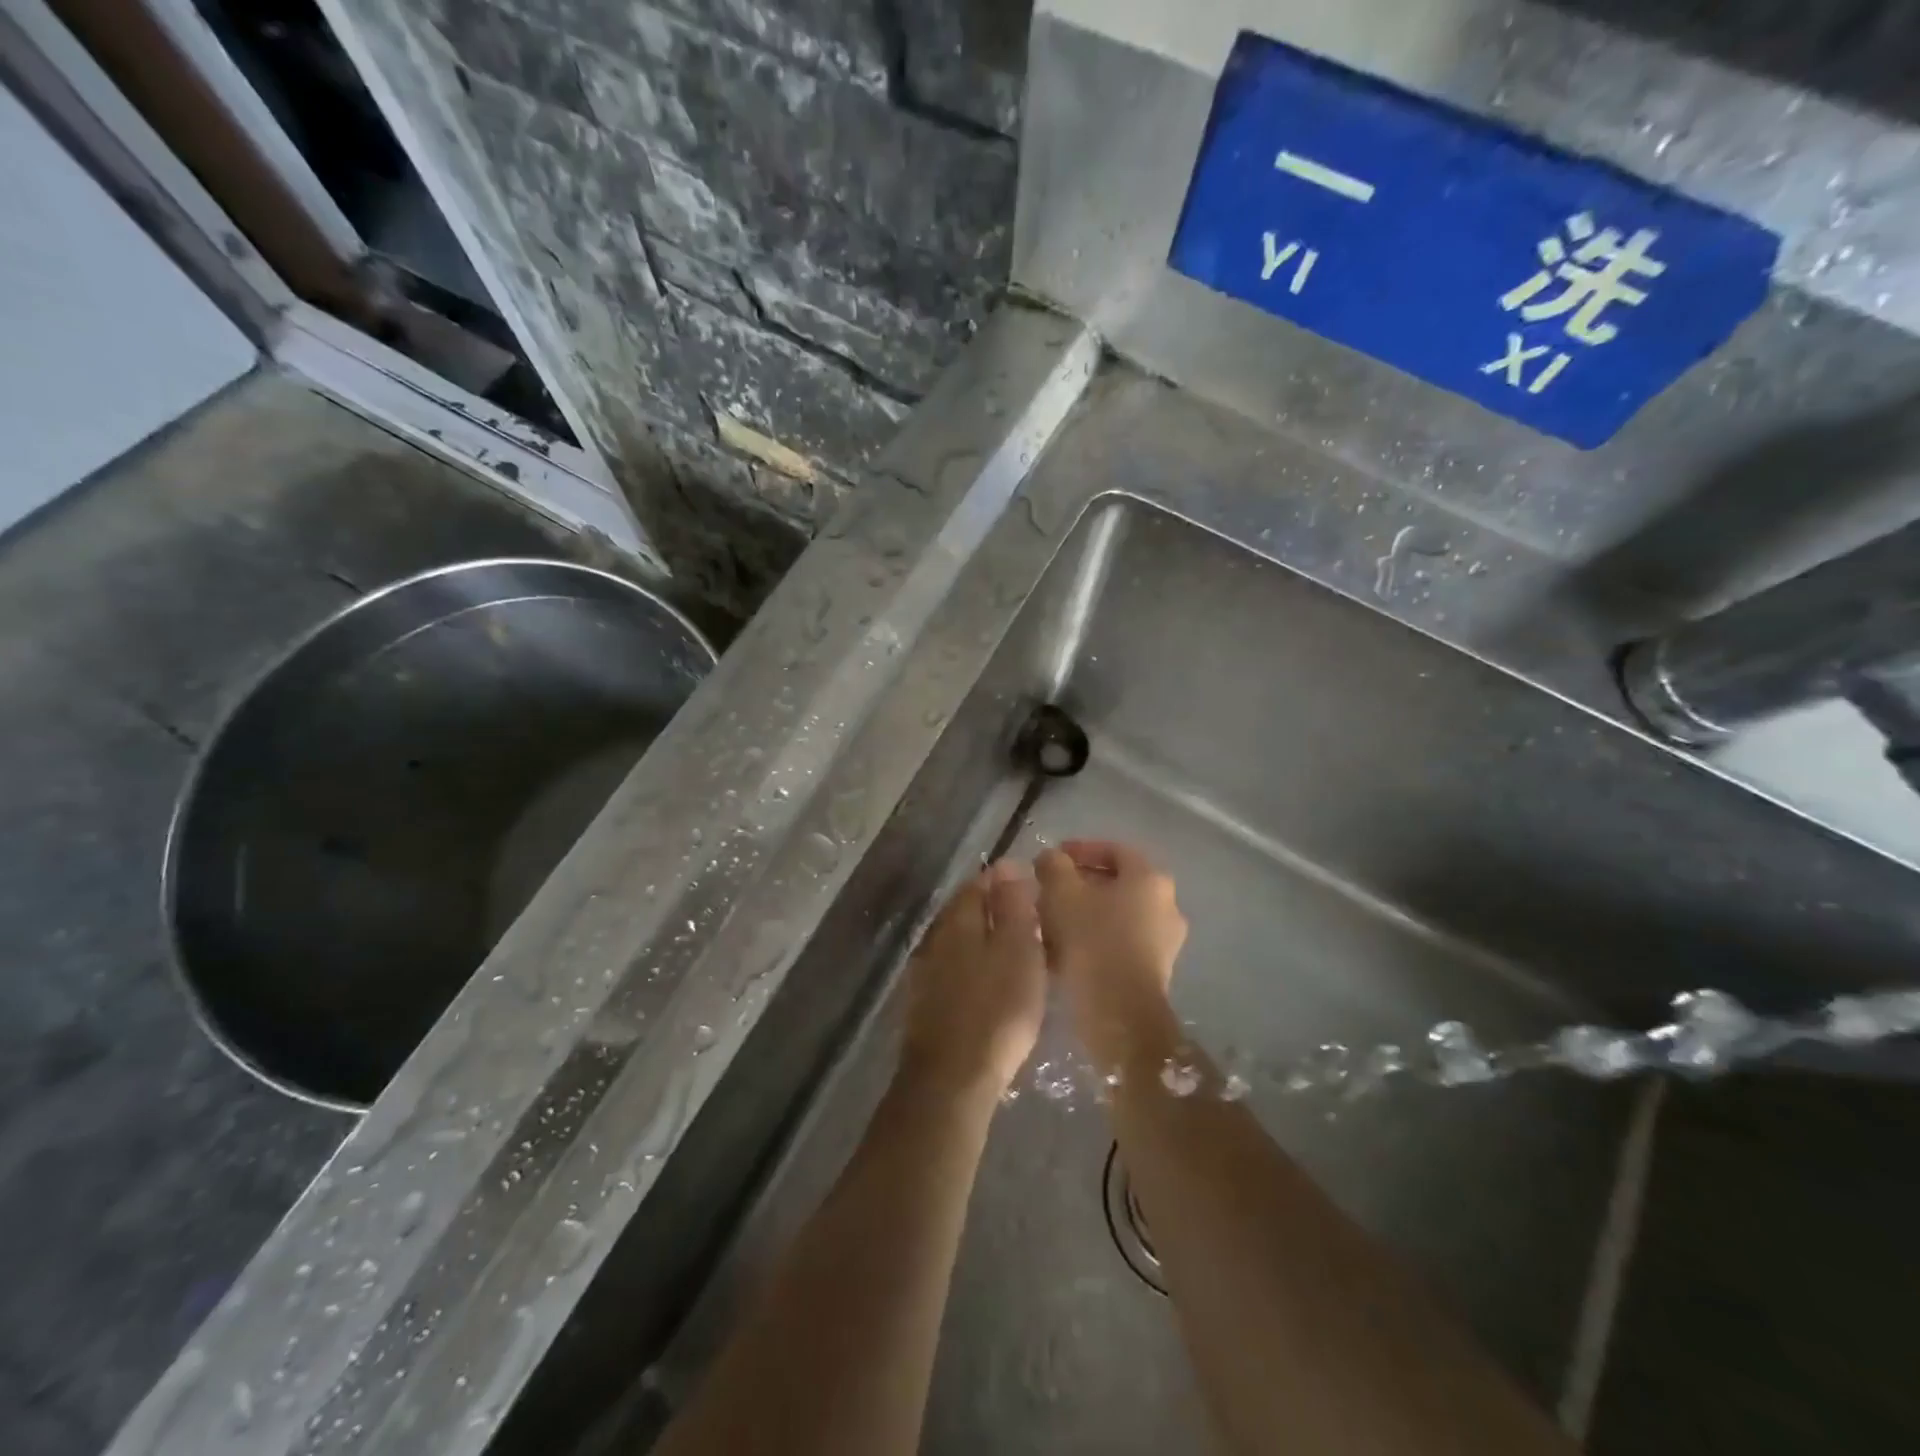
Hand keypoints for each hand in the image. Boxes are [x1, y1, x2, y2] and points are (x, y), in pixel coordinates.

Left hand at [900, 859, 1047, 1101]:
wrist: (951, 1078)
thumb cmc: (996, 1009)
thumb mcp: (1018, 949)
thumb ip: (1013, 905)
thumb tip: (1007, 865)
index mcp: (958, 918)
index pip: (979, 883)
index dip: (1006, 881)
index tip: (1033, 889)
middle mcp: (935, 936)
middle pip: (965, 910)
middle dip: (994, 909)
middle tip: (1030, 920)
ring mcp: (925, 970)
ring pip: (958, 940)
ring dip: (983, 939)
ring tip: (1016, 951)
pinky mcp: (924, 1002)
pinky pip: (953, 969)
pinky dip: (973, 966)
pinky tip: (989, 983)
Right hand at [1035, 840, 1187, 1067]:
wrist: (1119, 1014)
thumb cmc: (1092, 941)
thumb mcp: (1062, 894)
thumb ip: (1053, 866)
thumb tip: (1051, 858)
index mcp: (1149, 878)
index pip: (1113, 849)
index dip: (1079, 849)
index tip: (1050, 859)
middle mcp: (1166, 904)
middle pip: (1115, 883)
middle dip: (1078, 884)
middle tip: (1046, 891)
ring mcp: (1164, 940)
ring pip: (1115, 914)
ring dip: (1082, 913)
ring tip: (1048, 923)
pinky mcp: (1154, 970)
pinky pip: (1119, 941)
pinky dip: (1093, 938)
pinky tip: (1062, 951)